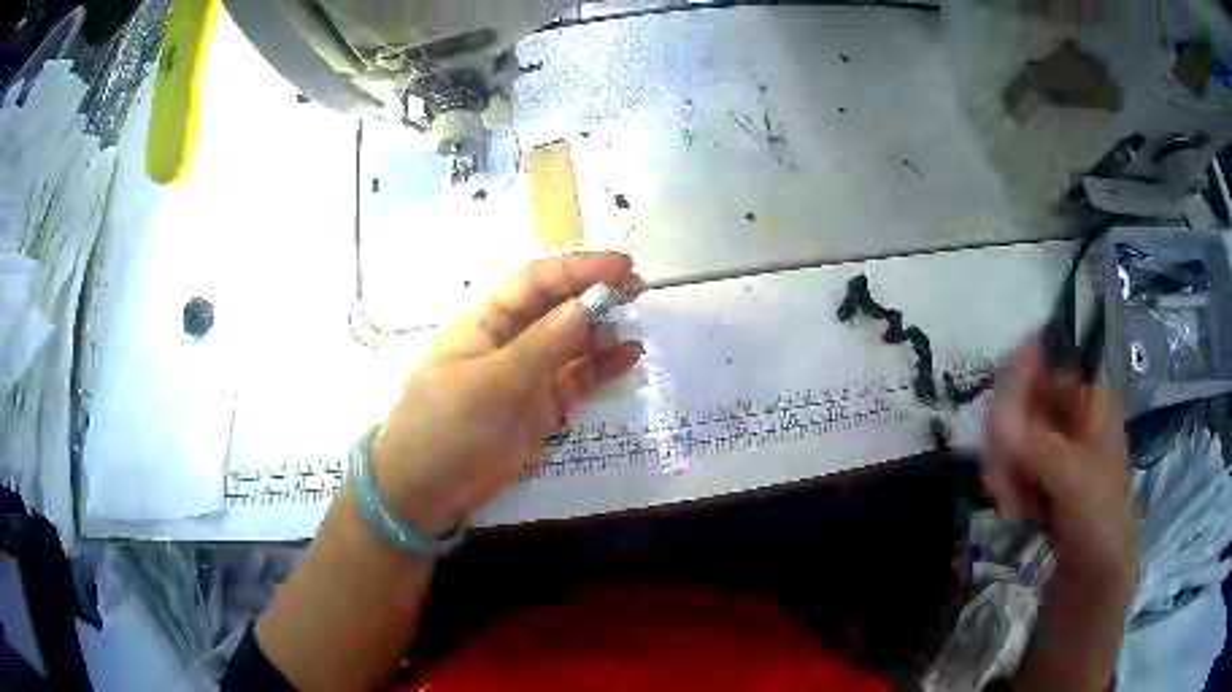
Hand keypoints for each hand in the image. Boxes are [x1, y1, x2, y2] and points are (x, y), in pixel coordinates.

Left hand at [369, 252, 644, 532]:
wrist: (425, 490)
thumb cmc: (444, 426)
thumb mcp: (490, 383)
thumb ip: (541, 346)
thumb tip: (587, 305)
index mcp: (485, 322)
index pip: (535, 282)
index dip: (577, 268)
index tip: (622, 267)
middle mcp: (509, 342)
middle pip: (557, 307)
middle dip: (595, 295)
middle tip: (640, 291)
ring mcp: (527, 376)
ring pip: (571, 343)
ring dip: (602, 332)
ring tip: (636, 327)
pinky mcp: (541, 408)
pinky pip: (577, 380)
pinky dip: (602, 368)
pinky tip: (629, 358)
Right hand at [982, 341, 1137, 588]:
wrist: (1095, 581)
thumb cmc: (1097, 521)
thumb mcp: (1072, 478)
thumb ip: (1035, 444)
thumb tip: (995, 418)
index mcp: (1091, 403)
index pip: (1044, 374)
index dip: (1015, 394)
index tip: (998, 430)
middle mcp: (1074, 420)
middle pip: (1023, 410)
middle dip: (1008, 448)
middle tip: (1003, 485)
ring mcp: (1059, 453)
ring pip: (1013, 443)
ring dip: (1006, 476)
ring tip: (1014, 510)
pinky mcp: (1045, 483)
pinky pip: (1014, 471)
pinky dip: (1009, 491)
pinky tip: (1016, 514)